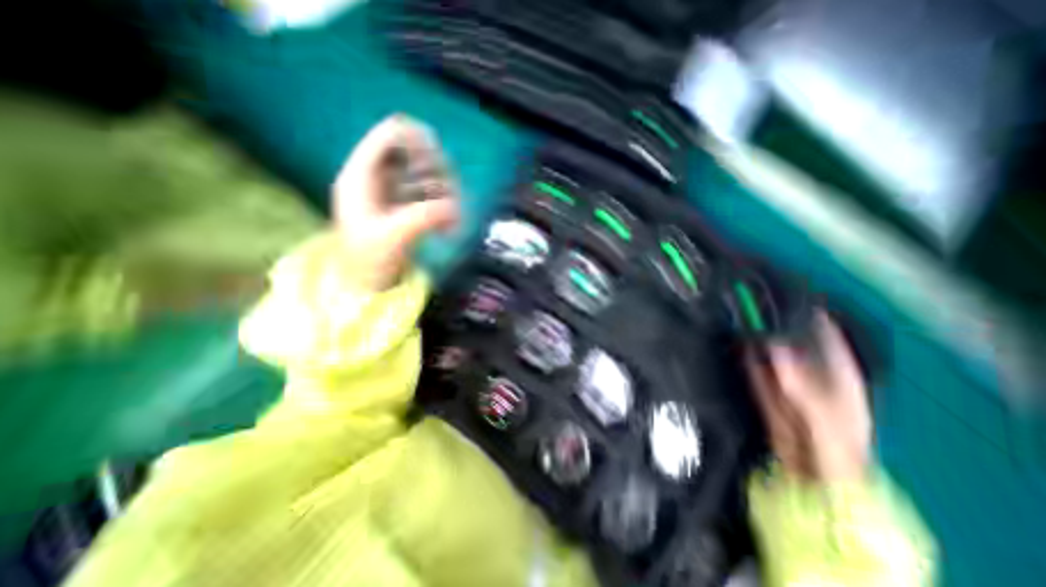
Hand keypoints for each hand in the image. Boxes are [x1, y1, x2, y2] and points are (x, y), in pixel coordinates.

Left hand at [335, 111, 458, 289]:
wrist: (365, 286)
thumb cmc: (368, 263)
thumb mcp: (394, 237)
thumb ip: (424, 217)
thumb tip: (455, 207)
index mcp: (361, 176)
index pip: (390, 135)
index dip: (418, 141)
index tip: (441, 162)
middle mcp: (376, 178)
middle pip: (413, 154)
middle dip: (437, 174)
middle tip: (451, 198)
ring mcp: (391, 193)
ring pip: (425, 176)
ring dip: (444, 194)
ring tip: (453, 219)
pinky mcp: (404, 208)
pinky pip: (429, 196)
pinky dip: (442, 207)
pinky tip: (449, 227)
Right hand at [743, 311, 874, 482]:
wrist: (811, 477)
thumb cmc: (834, 449)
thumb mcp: (823, 416)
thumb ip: (800, 384)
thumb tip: (775, 349)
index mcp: (836, 373)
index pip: (824, 335)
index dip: (808, 313)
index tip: (786, 294)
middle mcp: (808, 370)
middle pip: (791, 339)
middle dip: (773, 321)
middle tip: (751, 300)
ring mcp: (784, 378)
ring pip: (769, 351)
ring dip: (755, 336)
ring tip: (738, 314)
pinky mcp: (765, 387)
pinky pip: (754, 367)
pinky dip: (745, 355)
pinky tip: (735, 340)